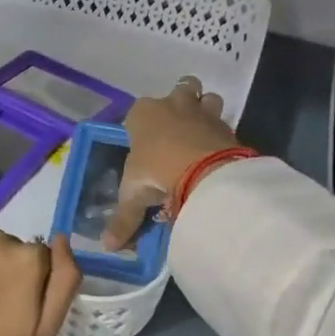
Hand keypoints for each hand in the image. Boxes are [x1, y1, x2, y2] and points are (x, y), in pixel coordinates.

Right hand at [102, 77, 242, 249]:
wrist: (203, 170)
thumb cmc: (156, 172)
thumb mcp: (133, 197)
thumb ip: (123, 220)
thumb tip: (107, 245)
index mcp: (143, 114)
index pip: (137, 112)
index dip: (140, 126)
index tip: (143, 145)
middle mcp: (172, 104)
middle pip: (180, 89)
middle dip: (180, 103)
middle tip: (178, 131)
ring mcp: (202, 112)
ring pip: (208, 97)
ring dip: (206, 110)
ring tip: (200, 137)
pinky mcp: (226, 126)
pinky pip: (223, 123)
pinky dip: (220, 134)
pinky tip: (217, 151)